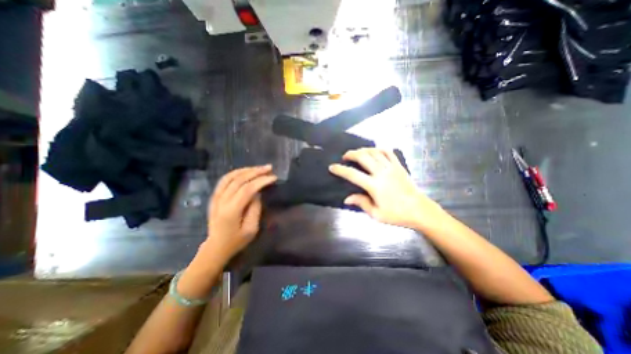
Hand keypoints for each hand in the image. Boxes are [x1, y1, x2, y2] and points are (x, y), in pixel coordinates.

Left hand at [203, 165, 276, 261]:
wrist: (215, 247)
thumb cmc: (236, 241)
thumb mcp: (251, 229)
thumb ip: (255, 209)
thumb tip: (258, 193)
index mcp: (231, 211)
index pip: (247, 189)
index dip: (261, 181)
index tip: (273, 177)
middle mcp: (221, 201)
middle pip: (239, 180)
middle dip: (255, 172)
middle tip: (269, 168)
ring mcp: (215, 197)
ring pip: (230, 177)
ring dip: (246, 170)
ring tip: (259, 168)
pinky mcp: (214, 196)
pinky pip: (224, 179)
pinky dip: (236, 173)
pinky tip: (246, 171)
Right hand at [331, 147, 442, 228]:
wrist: (419, 210)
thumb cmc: (397, 214)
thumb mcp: (376, 214)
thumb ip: (361, 203)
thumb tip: (346, 198)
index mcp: (374, 186)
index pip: (353, 175)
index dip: (340, 170)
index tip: (332, 167)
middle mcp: (382, 173)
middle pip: (363, 157)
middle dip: (351, 154)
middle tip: (345, 156)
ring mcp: (391, 167)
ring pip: (375, 152)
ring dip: (363, 150)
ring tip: (357, 153)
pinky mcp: (399, 166)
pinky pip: (388, 152)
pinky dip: (379, 149)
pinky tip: (374, 150)